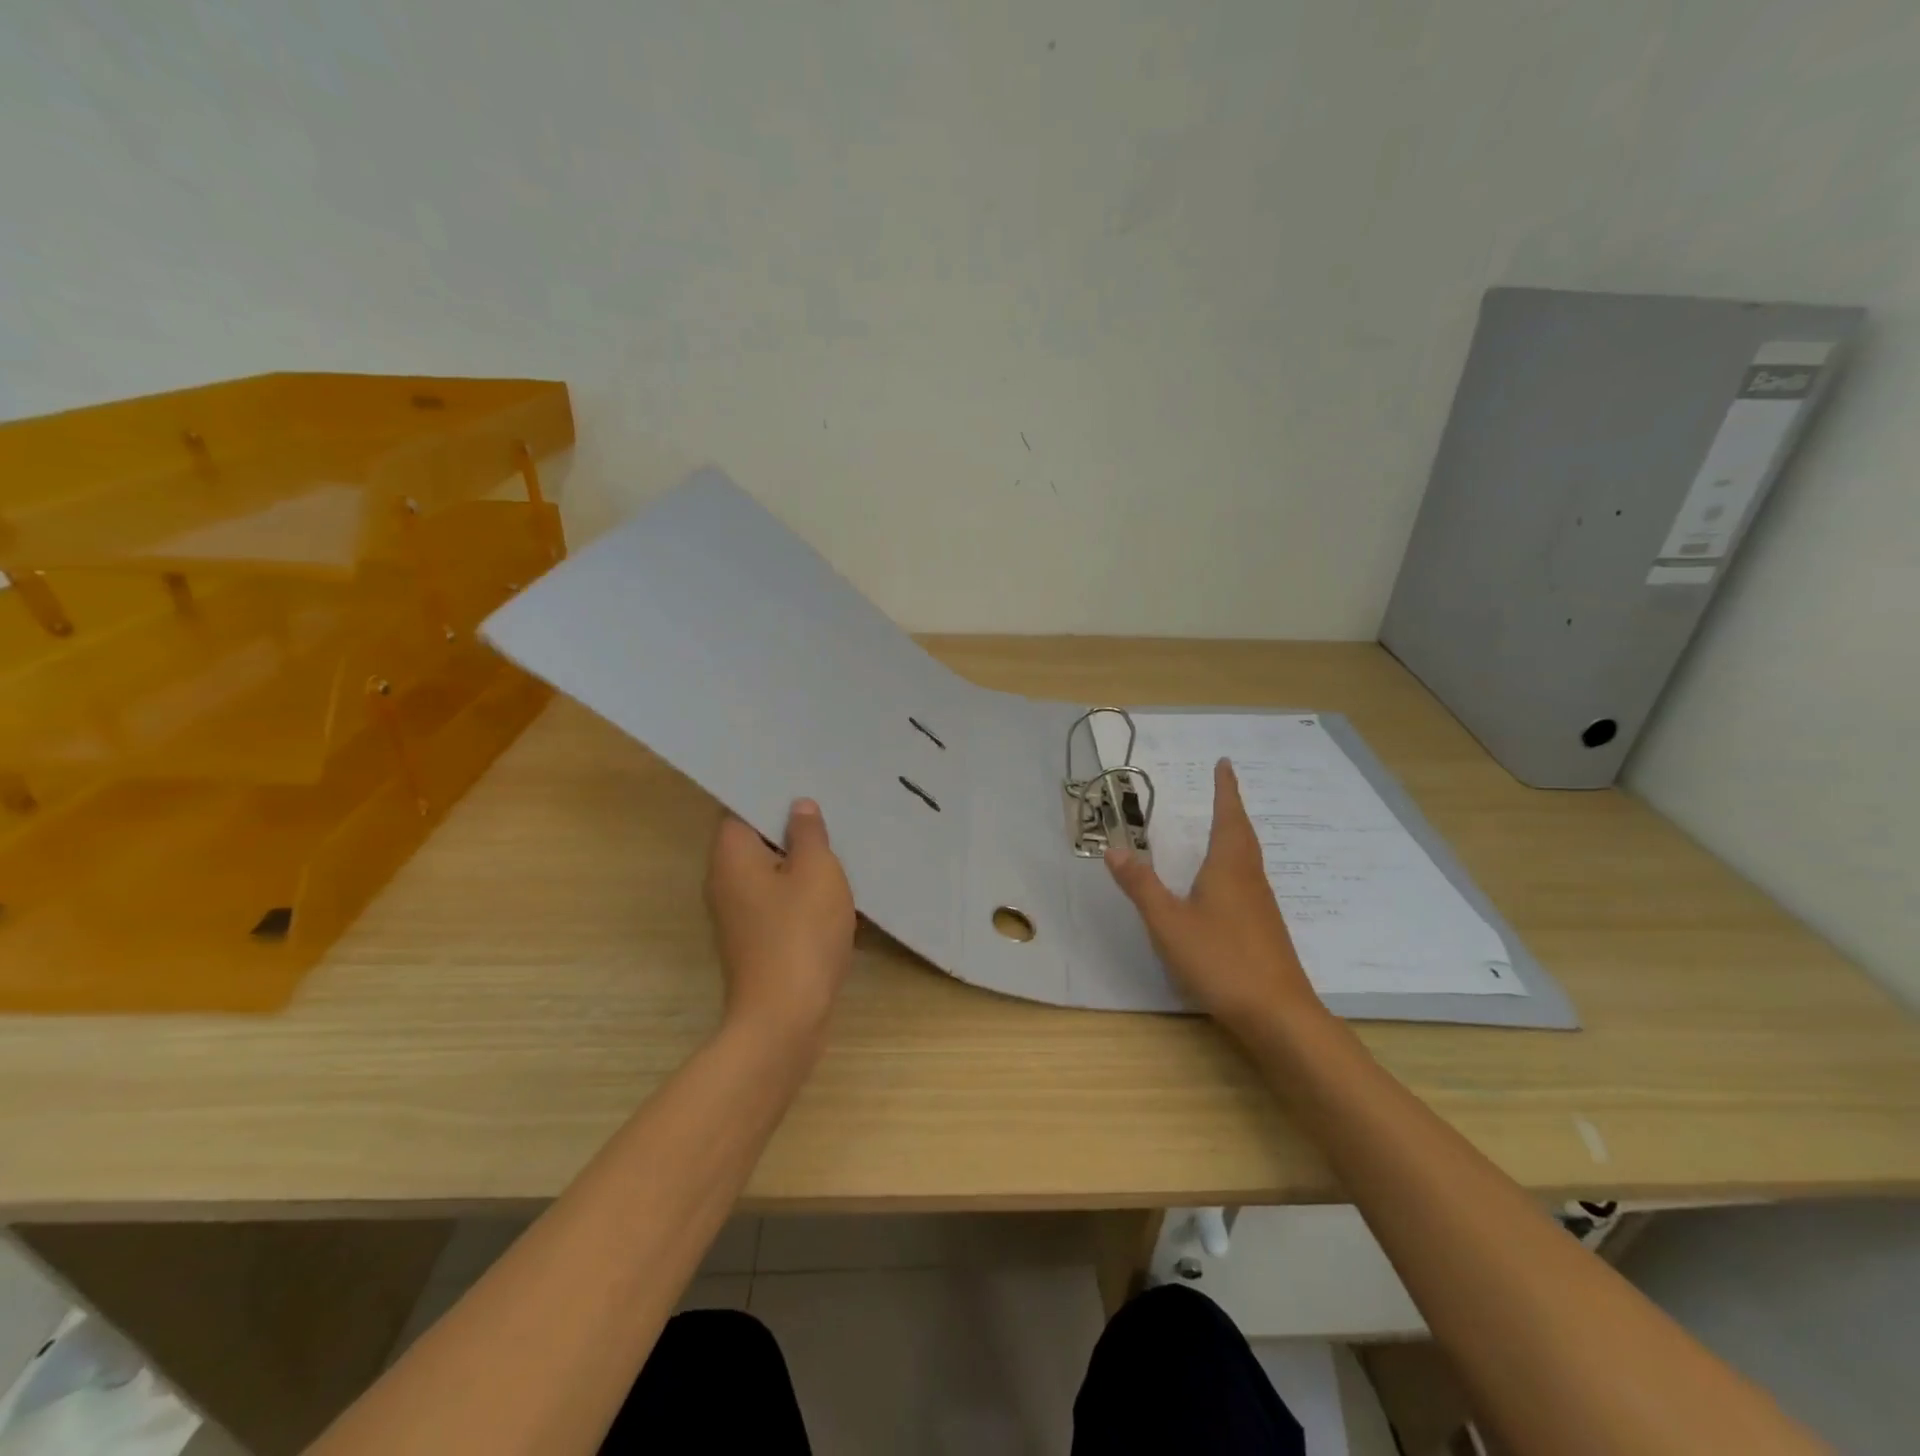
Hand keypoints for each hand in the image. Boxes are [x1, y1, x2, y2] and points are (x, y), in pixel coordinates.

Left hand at [704, 799, 855, 1051]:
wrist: (784, 1018)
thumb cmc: (800, 933)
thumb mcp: (817, 872)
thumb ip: (809, 834)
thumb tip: (799, 807)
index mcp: (731, 856)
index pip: (740, 809)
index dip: (770, 793)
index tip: (803, 781)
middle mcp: (725, 881)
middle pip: (755, 840)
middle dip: (790, 826)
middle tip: (829, 808)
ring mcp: (738, 915)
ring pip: (770, 872)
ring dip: (800, 861)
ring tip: (839, 843)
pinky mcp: (756, 940)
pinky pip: (778, 901)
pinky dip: (802, 892)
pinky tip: (834, 889)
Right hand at [1106, 759, 1324, 1032]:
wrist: (1278, 1014)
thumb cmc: (1222, 960)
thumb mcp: (1169, 923)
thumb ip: (1141, 886)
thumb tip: (1114, 849)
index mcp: (1228, 868)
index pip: (1227, 817)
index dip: (1225, 790)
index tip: (1225, 764)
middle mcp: (1249, 879)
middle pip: (1243, 834)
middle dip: (1232, 808)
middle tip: (1224, 788)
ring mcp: (1261, 905)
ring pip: (1248, 858)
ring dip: (1236, 835)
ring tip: (1223, 827)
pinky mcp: (1264, 929)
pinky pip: (1248, 880)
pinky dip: (1236, 864)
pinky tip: (1226, 884)